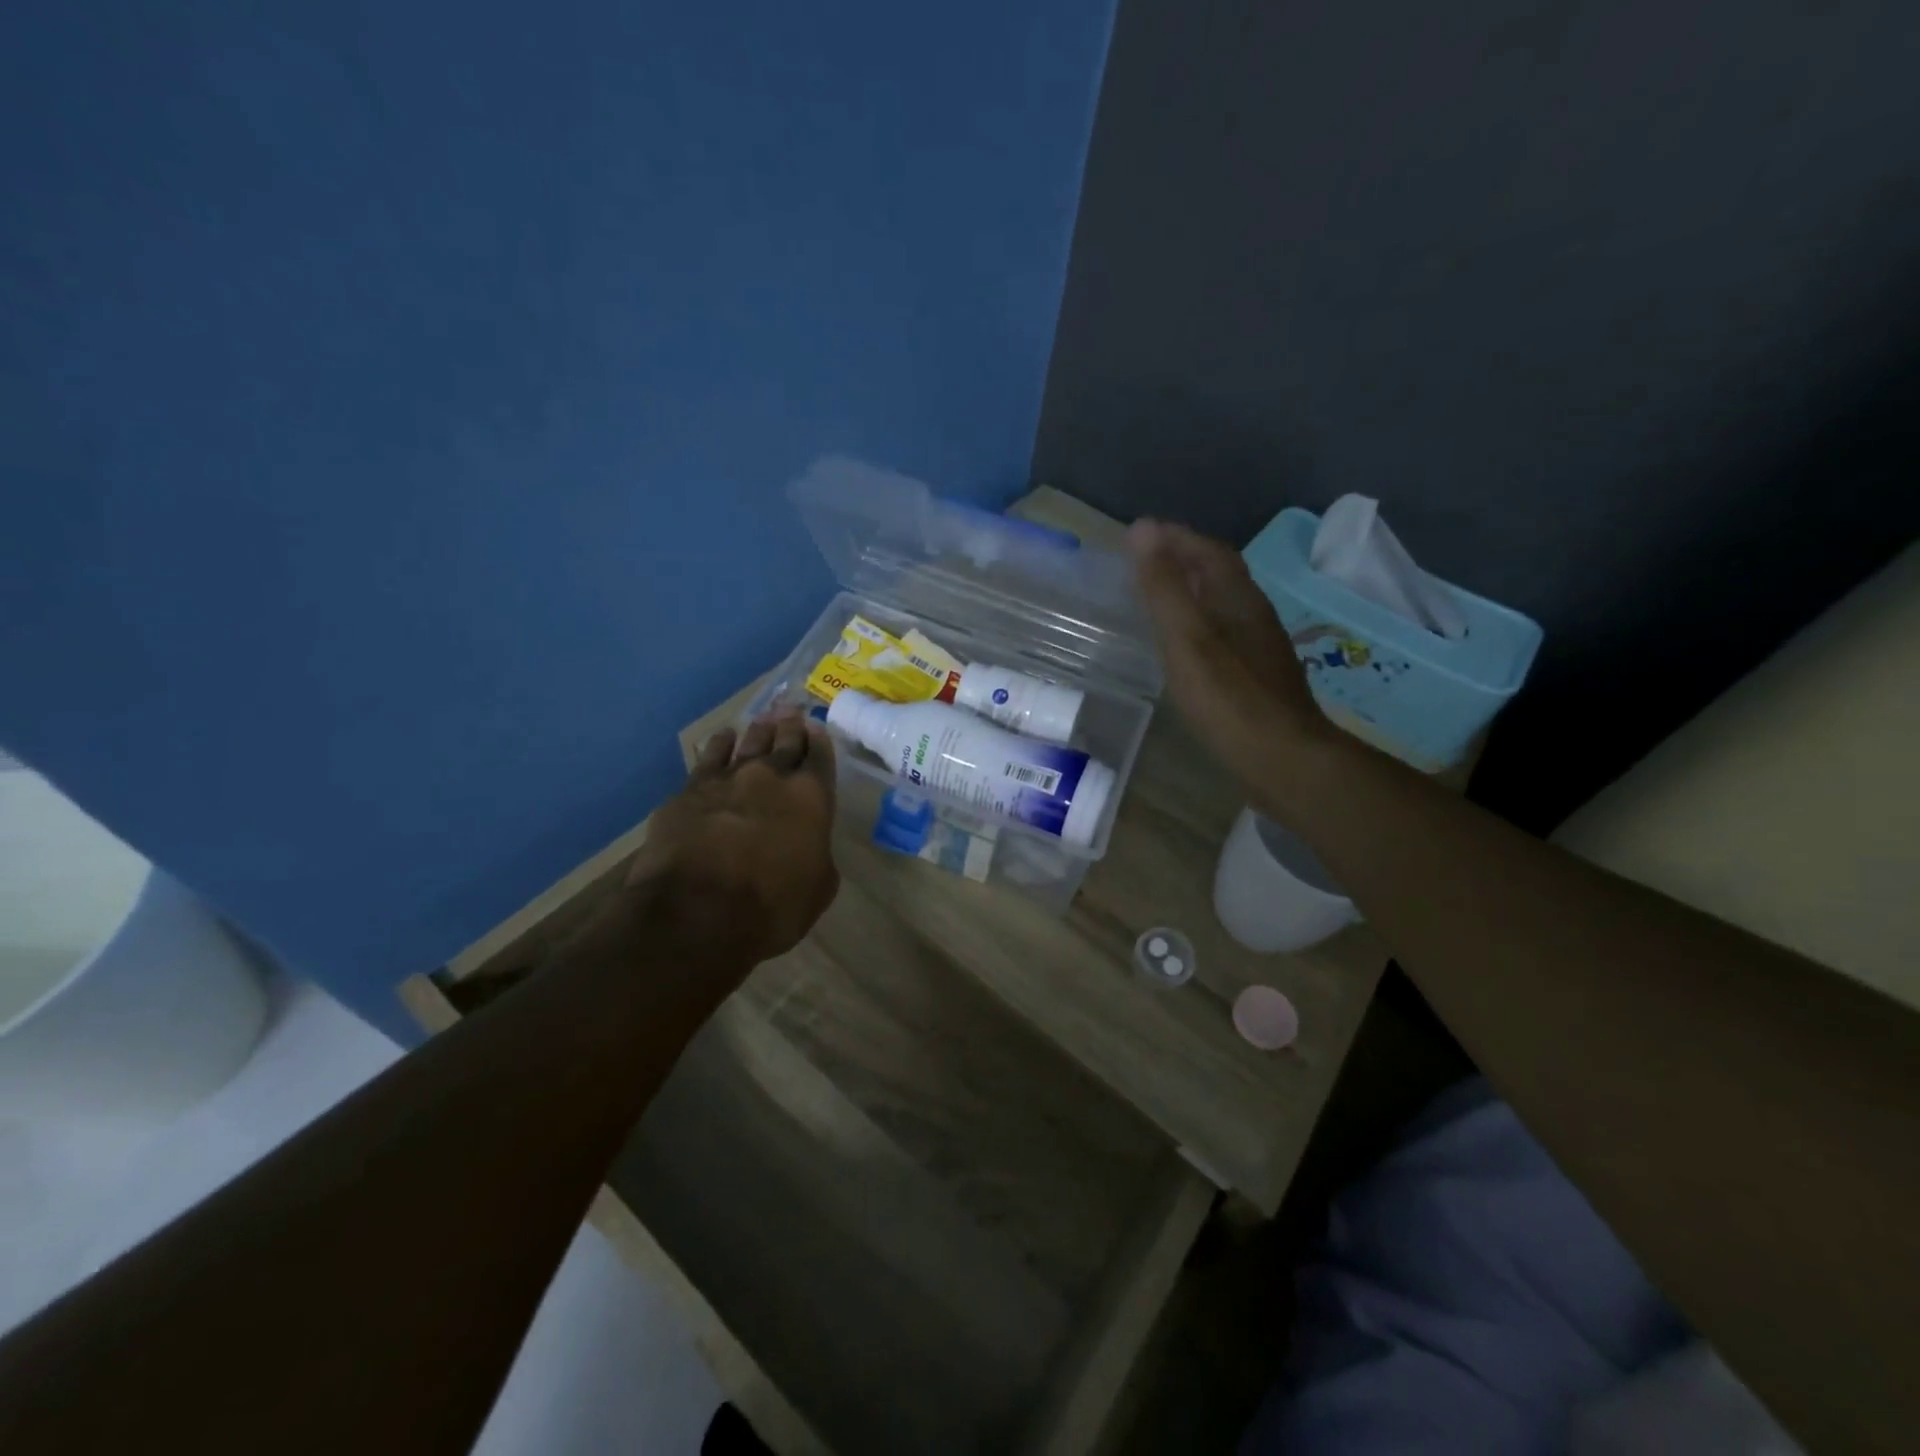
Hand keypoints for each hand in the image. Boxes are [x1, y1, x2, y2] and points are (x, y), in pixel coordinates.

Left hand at [627, 710, 840, 969]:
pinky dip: (719, 746)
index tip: (816, 728)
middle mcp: (772, 777)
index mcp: (811, 798)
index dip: (819, 742)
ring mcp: (728, 779)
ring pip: (747, 744)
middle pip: (784, 742)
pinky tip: (722, 739)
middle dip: (790, 726)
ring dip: (758, 731)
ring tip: (762, 720)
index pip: (820, 758)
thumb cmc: (771, 907)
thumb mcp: (818, 889)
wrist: (696, 912)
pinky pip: (709, 758)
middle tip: (791, 711)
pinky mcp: (690, 791)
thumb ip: (818, 856)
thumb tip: (809, 847)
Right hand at [1129, 518, 1331, 796]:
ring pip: (1222, 606)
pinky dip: (1198, 625)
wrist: (1284, 760)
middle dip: (1182, 560)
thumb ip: (1163, 587)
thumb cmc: (1230, 699)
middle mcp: (1254, 615)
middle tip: (1143, 562)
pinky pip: (1222, 634)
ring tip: (1157, 598)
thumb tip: (1143, 529)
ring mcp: (1259, 648)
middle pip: (1219, 575)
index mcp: (1238, 599)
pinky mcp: (1257, 678)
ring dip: (1192, 593)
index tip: (1140, 533)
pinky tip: (1184, 646)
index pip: (1209, 551)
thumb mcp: (1187, 639)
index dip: (1176, 537)